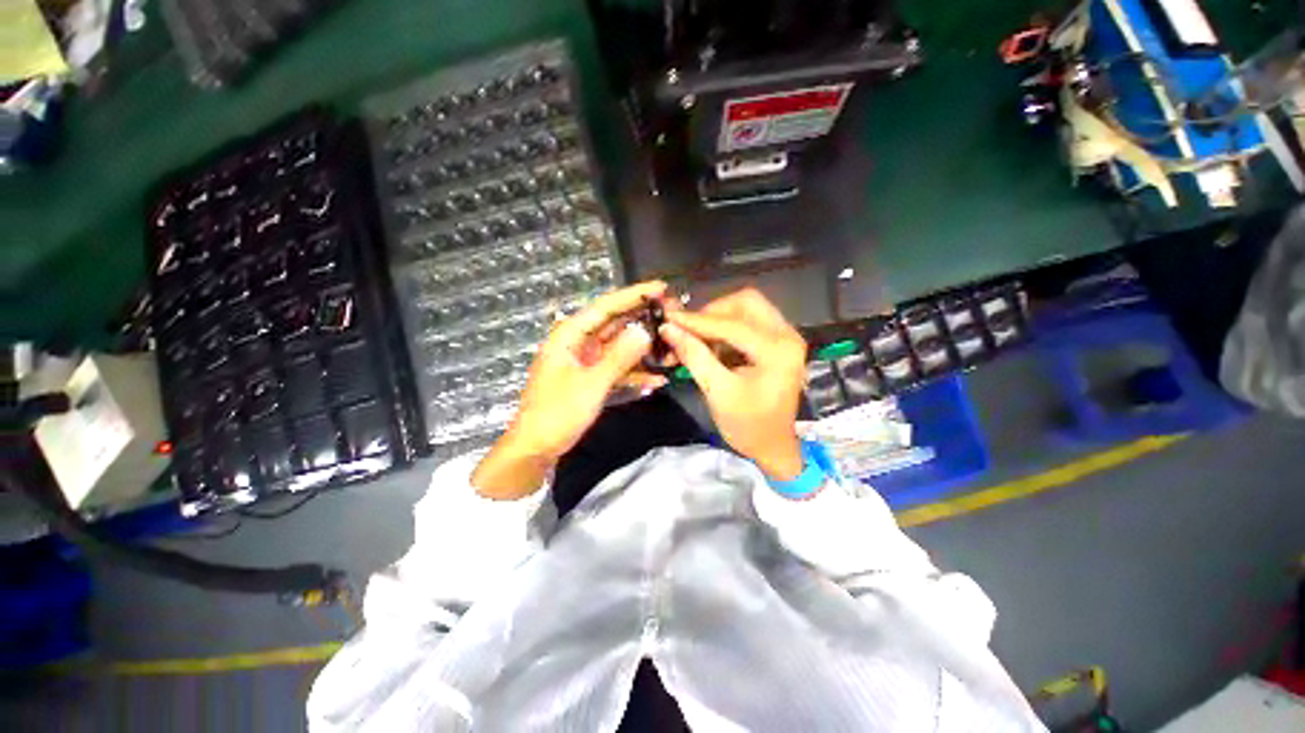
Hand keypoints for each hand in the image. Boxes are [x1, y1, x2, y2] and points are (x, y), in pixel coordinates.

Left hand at [472, 281, 668, 498]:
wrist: (536, 447)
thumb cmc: (557, 412)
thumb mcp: (591, 383)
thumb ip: (619, 356)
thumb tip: (645, 331)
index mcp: (571, 335)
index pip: (606, 306)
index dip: (634, 295)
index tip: (661, 287)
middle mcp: (579, 342)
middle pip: (615, 323)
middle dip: (643, 318)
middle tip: (672, 313)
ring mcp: (586, 361)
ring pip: (619, 346)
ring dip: (643, 346)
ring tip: (671, 342)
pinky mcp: (592, 377)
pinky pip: (617, 368)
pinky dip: (635, 372)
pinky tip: (658, 378)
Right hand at [660, 289, 807, 480]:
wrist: (774, 446)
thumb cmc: (748, 425)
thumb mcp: (717, 391)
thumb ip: (694, 356)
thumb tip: (668, 329)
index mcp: (777, 351)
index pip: (732, 324)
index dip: (697, 320)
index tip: (668, 318)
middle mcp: (787, 335)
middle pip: (746, 302)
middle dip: (713, 312)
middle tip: (689, 330)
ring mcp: (786, 336)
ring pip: (748, 308)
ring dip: (719, 318)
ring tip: (697, 338)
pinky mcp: (779, 341)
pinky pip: (750, 320)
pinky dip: (727, 327)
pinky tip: (712, 343)